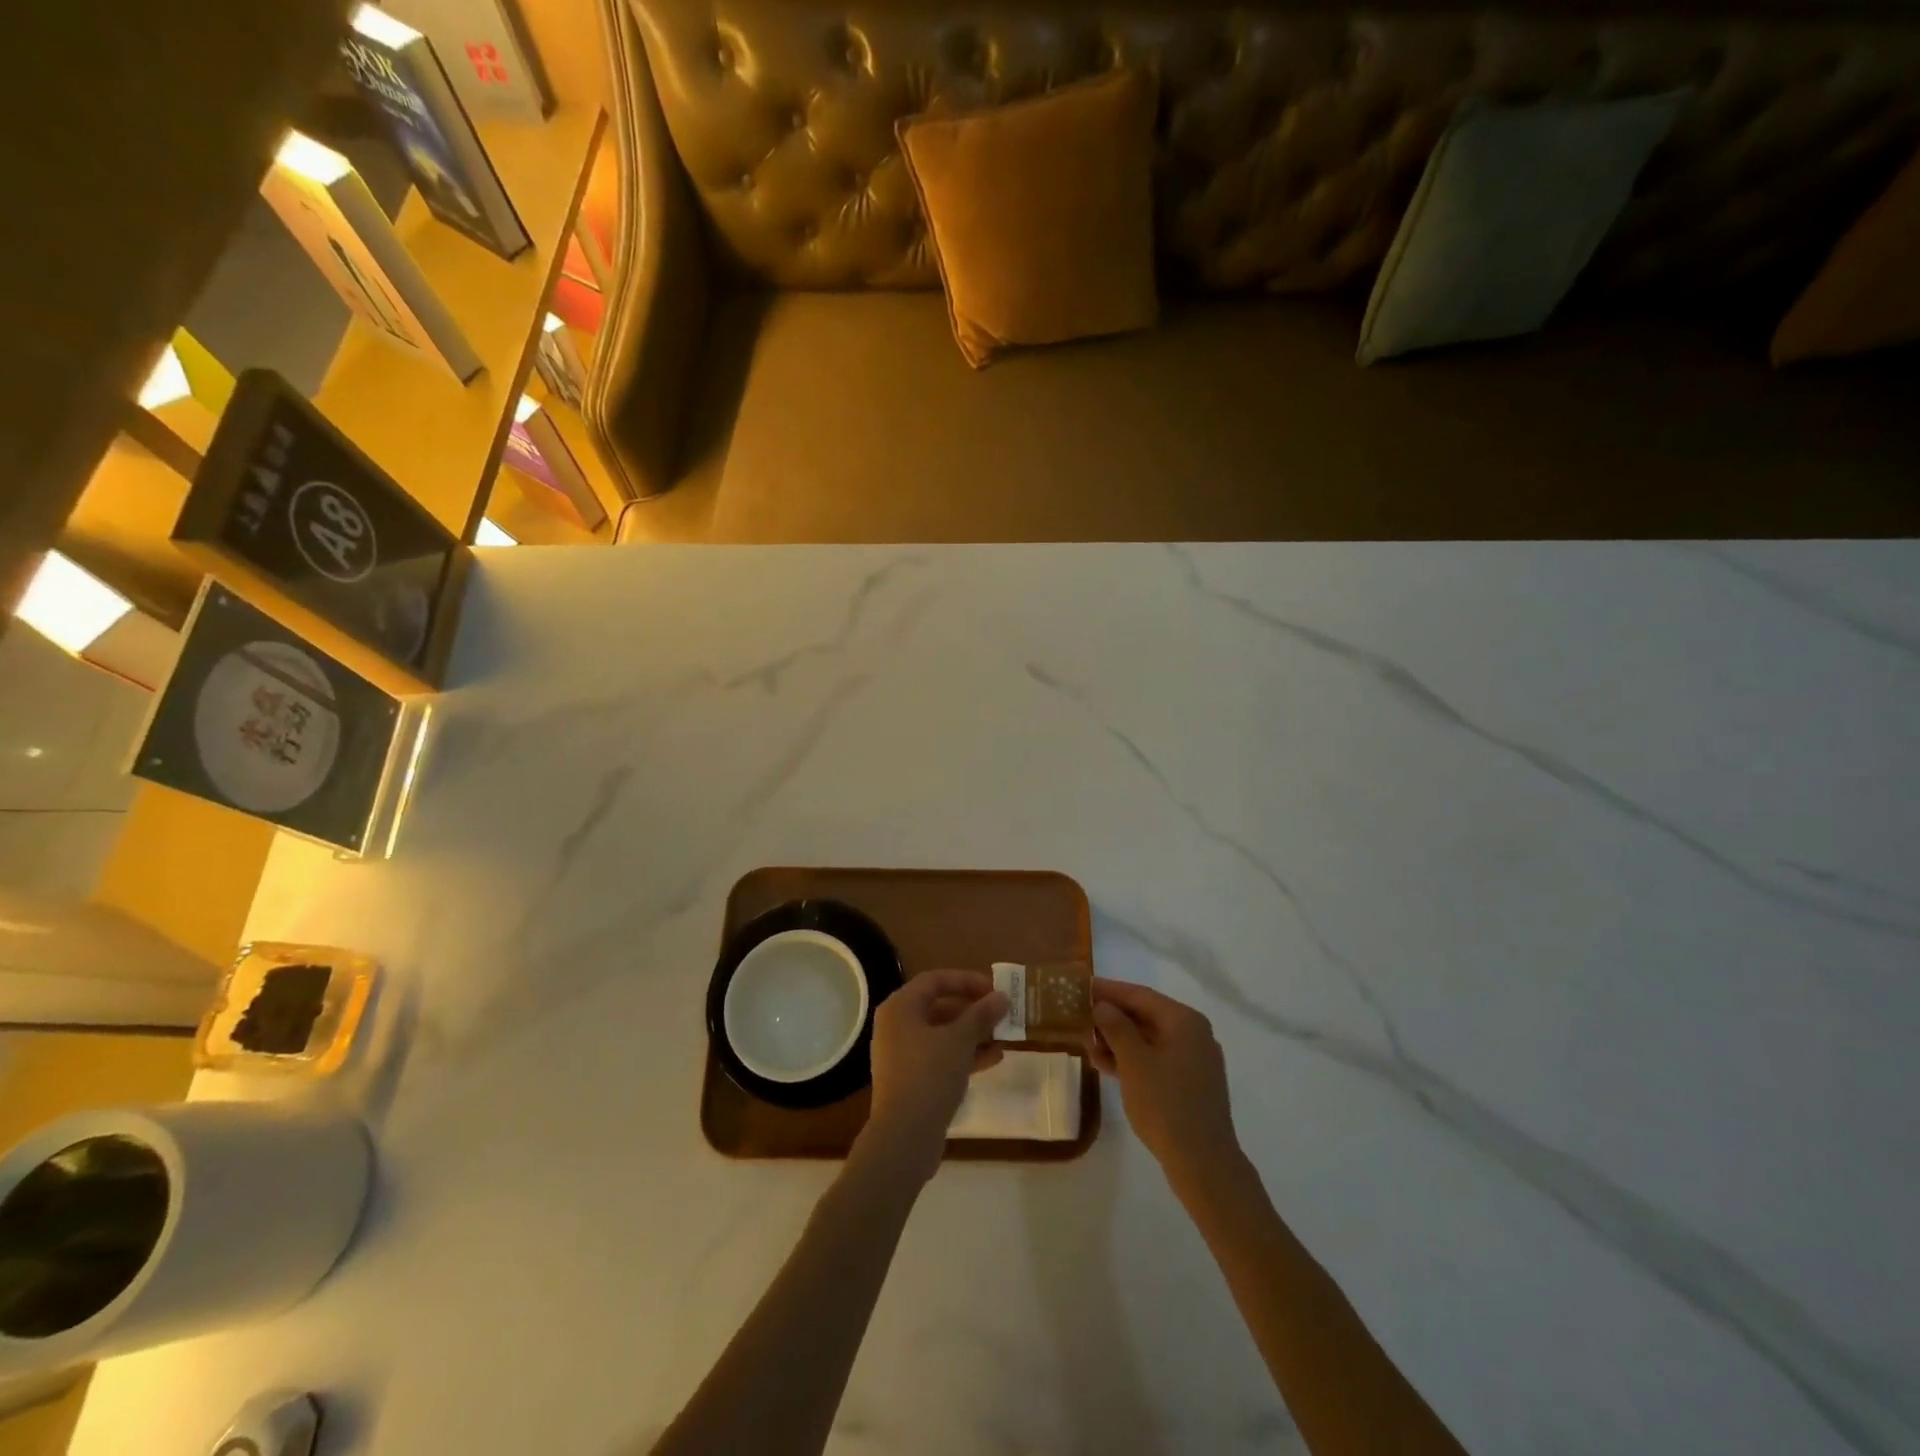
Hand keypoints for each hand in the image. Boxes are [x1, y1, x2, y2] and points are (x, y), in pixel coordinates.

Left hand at [862, 970, 1007, 1182]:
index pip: (935, 980)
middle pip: (938, 1005)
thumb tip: (1002, 997)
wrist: (904, 1137)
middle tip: (1000, 1013)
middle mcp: (896, 1025)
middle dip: (972, 1009)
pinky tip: (993, 1059)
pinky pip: (939, 1056)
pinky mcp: (910, 1079)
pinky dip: (963, 1054)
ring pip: (941, 1033)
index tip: (995, 989)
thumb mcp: (960, 1040)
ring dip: (972, 1033)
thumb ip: (981, 1015)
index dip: (967, 980)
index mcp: (901, 1007)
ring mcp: (901, 1054)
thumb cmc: (929, 1075)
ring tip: (1003, 1037)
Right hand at [1086, 978, 1239, 1187]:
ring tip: (1088, 1046)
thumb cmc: (1166, 1104)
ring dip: (1118, 1041)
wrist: (1204, 1163)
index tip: (1082, 987)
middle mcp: (1193, 1034)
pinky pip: (1156, 1060)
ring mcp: (1194, 1060)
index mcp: (1184, 1021)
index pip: (1140, 995)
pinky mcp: (1191, 1084)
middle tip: (1080, 1019)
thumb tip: (1103, 1005)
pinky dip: (1132, 1060)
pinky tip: (1106, 1067)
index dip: (1109, 991)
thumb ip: (1116, 1027)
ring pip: (1149, 1040)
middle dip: (1112, 1018)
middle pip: (1145, 1016)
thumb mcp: (1134, 1062)